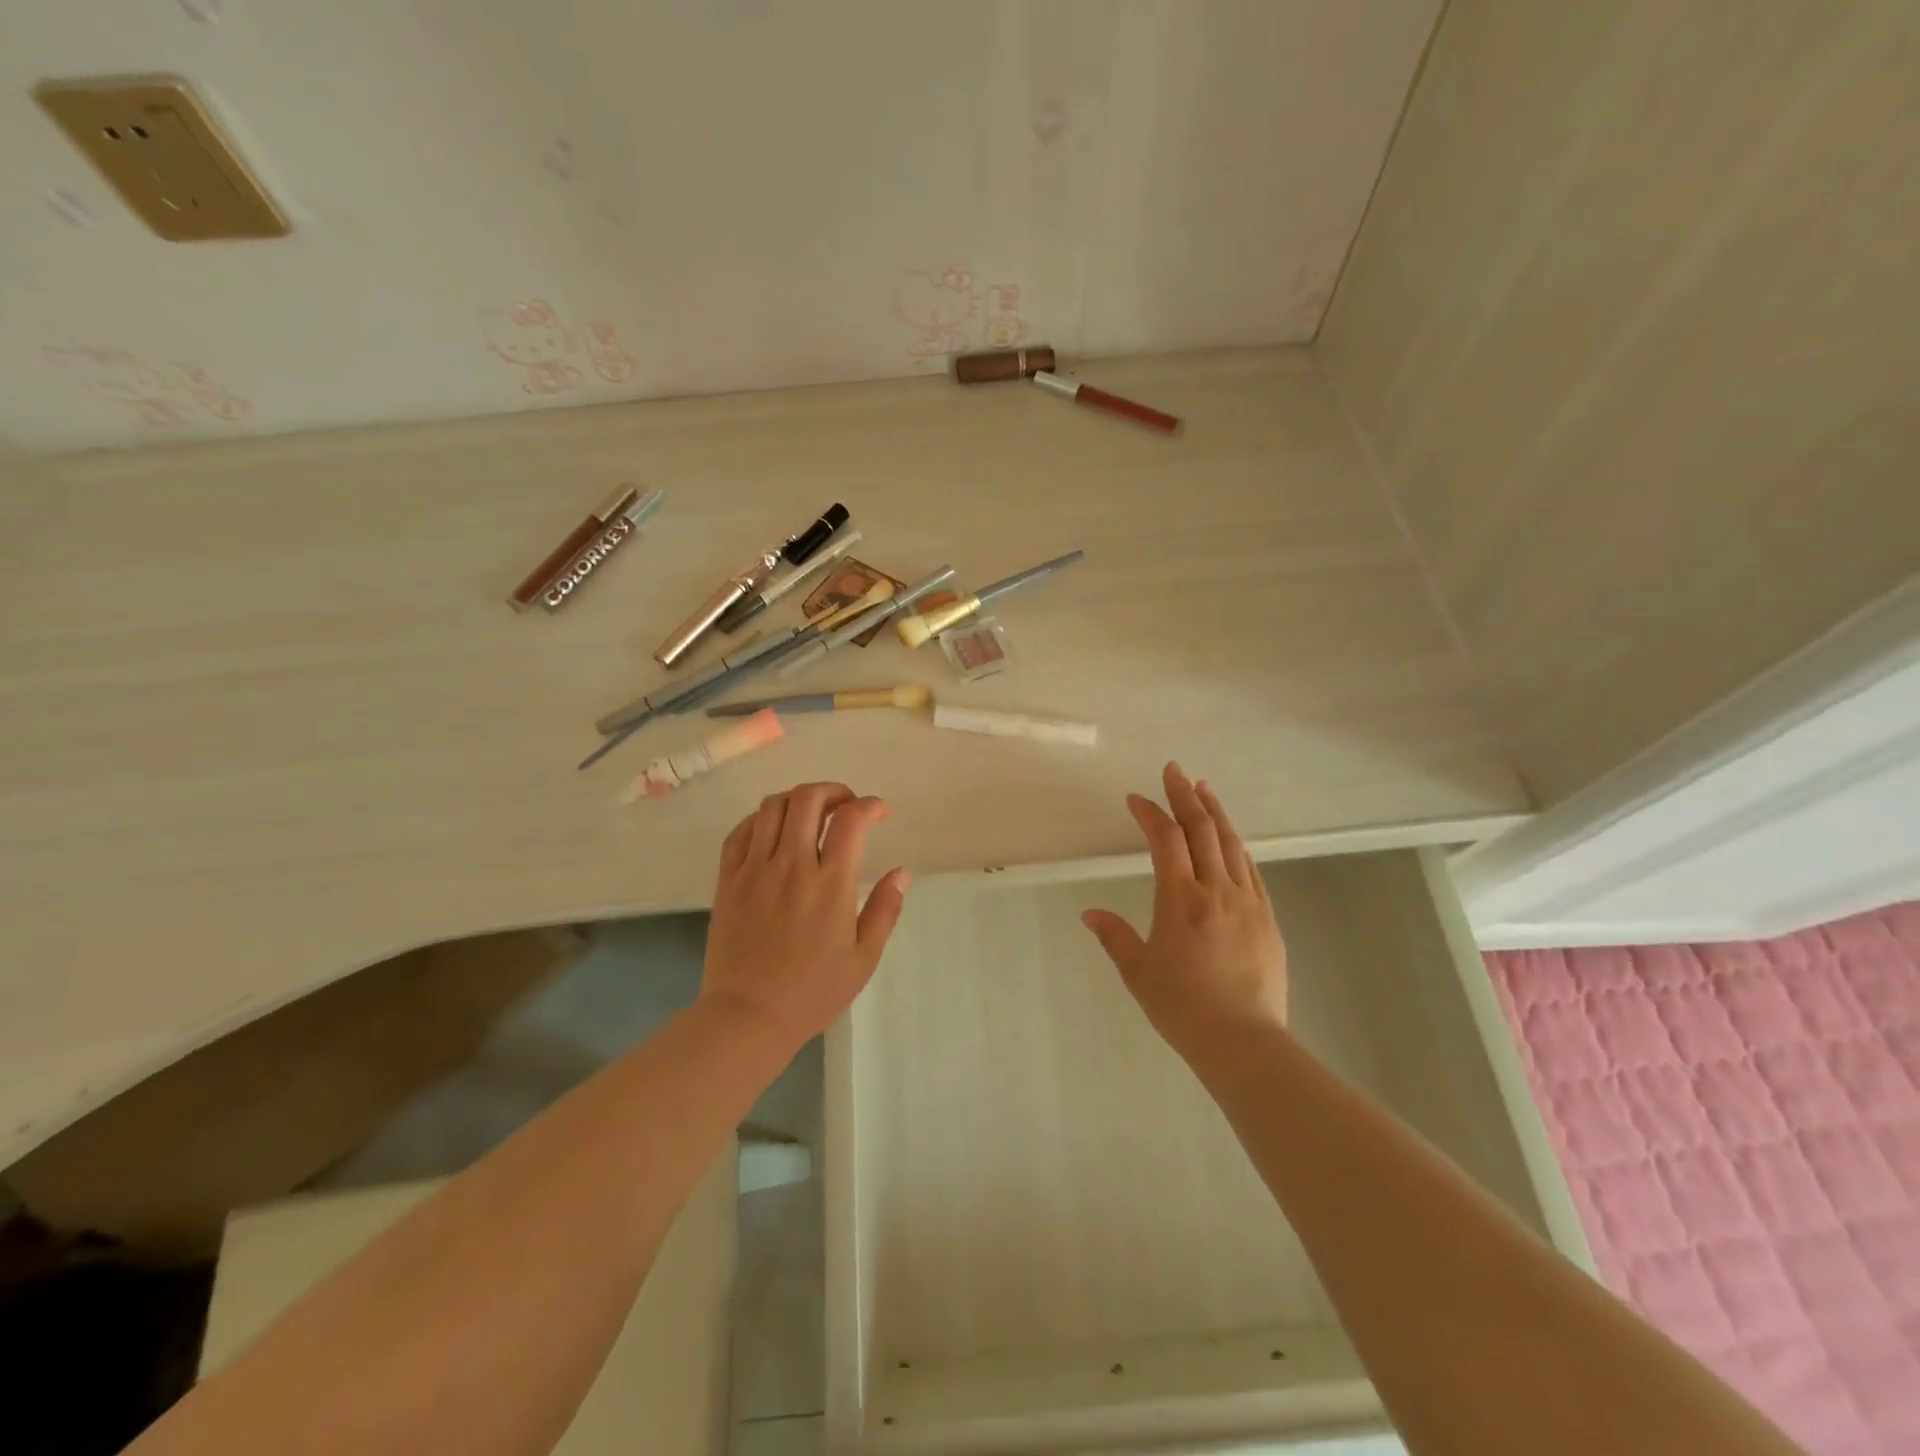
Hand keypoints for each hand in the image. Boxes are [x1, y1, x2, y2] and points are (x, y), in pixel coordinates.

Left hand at [701, 781, 909, 1048]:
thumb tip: (901, 872)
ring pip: (772, 806)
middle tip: (846, 806)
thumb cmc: (813, 992)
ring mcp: (754, 870)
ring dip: (798, 799)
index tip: (881, 813)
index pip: (851, 819)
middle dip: (834, 791)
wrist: (748, 1017)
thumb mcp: (864, 958)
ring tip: (812, 813)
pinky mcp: (728, 880)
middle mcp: (791, 866)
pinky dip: (762, 818)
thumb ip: (885, 909)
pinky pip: (741, 831)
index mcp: (830, 884)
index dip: (870, 805)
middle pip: (808, 798)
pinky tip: (774, 830)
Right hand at [1082, 763, 1287, 1067]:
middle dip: (1185, 796)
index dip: (1150, 813)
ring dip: (1215, 812)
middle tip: (1174, 770)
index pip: (1165, 840)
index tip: (1135, 799)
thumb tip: (1089, 913)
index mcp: (1181, 900)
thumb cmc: (1183, 1008)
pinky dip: (1237, 846)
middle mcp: (1217, 891)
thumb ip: (1114, 936)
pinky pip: (1252, 870)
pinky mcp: (1268, 918)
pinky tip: (1231, 840)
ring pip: (1232, 844)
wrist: (1244, 1043)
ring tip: (1203, 789)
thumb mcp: (1138, 973)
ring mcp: (1248, 902)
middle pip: (1202, 830)